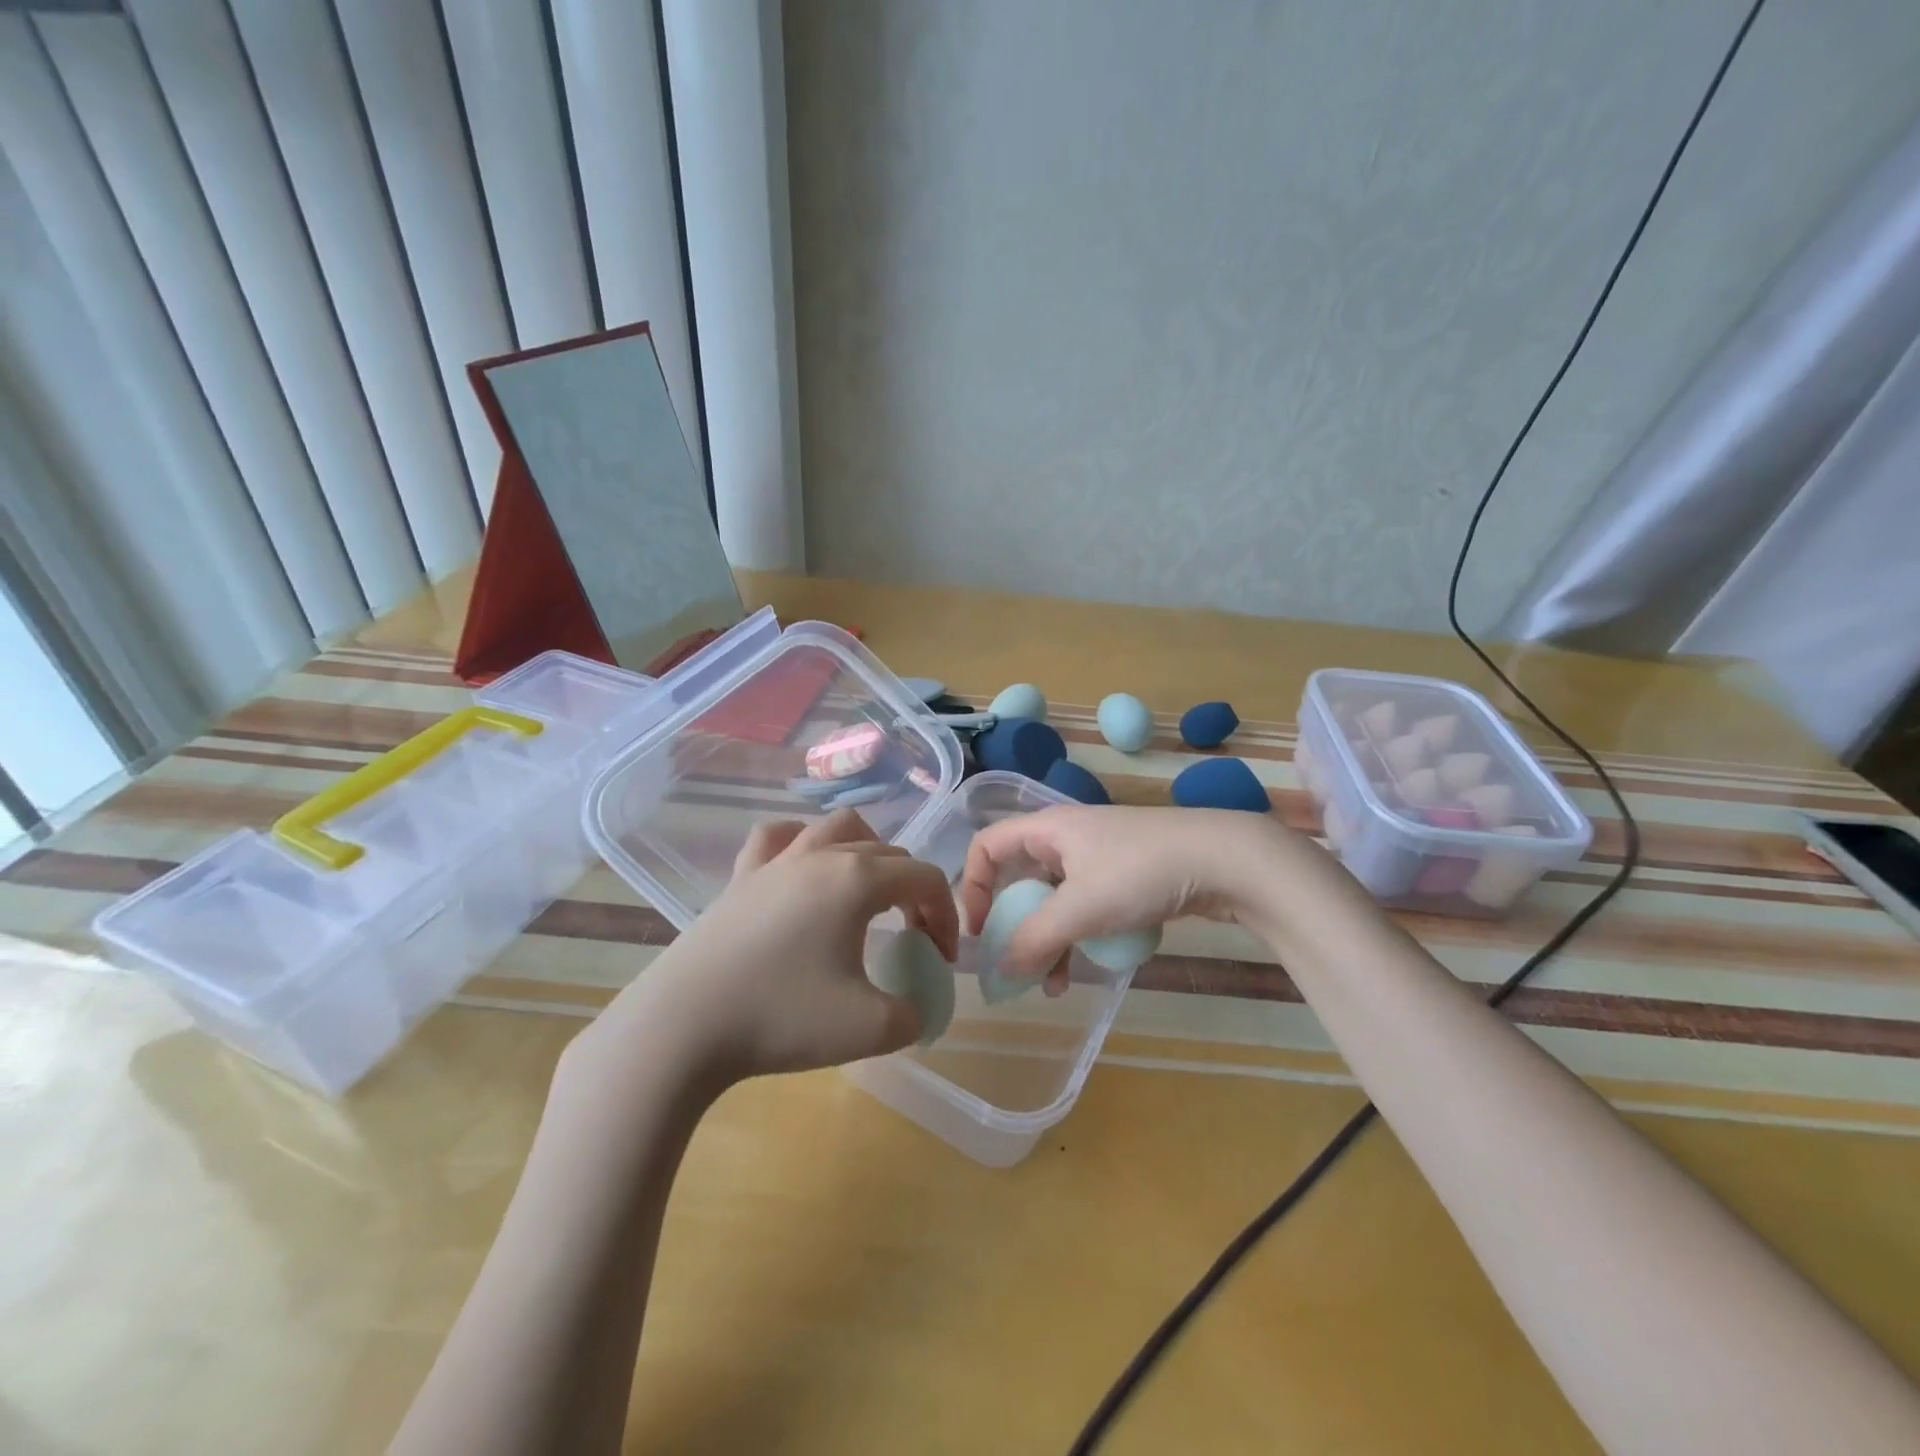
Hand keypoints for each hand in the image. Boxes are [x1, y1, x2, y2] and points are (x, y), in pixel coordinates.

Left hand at [574, 810, 959, 1090]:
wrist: (683, 1028)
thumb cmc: (782, 1019)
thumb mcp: (870, 1028)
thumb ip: (913, 1014)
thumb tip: (917, 1007)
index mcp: (858, 880)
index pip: (924, 878)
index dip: (946, 915)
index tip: (942, 961)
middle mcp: (820, 856)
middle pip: (888, 853)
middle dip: (912, 891)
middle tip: (911, 938)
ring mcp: (775, 861)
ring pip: (836, 827)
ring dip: (866, 852)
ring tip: (867, 891)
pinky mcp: (739, 877)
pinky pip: (776, 837)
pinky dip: (800, 843)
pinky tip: (800, 869)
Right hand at [959, 805, 1328, 986]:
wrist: (1226, 860)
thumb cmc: (1141, 873)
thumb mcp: (1080, 908)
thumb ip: (1034, 940)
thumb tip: (998, 971)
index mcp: (1047, 829)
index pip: (986, 847)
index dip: (972, 886)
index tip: (979, 931)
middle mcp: (1067, 837)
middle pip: (1020, 877)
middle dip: (1013, 924)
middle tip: (1013, 963)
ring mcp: (1099, 856)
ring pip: (1055, 898)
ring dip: (1047, 939)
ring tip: (1051, 985)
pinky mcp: (1127, 875)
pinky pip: (1085, 905)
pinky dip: (1078, 935)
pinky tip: (1087, 968)